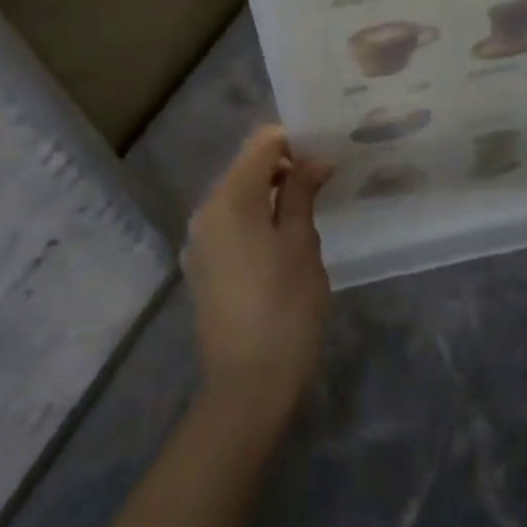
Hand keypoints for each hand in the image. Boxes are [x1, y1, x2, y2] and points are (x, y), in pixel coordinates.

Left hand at [185, 126, 333, 418]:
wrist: (248, 386)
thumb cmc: (285, 308)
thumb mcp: (302, 244)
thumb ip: (302, 193)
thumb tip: (315, 159)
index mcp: (229, 199)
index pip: (261, 143)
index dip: (294, 140)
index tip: (326, 154)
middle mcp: (205, 211)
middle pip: (246, 168)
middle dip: (285, 166)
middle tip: (325, 181)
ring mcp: (200, 241)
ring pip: (238, 197)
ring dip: (271, 194)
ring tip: (309, 209)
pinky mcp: (203, 267)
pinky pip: (231, 225)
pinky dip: (256, 219)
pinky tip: (283, 240)